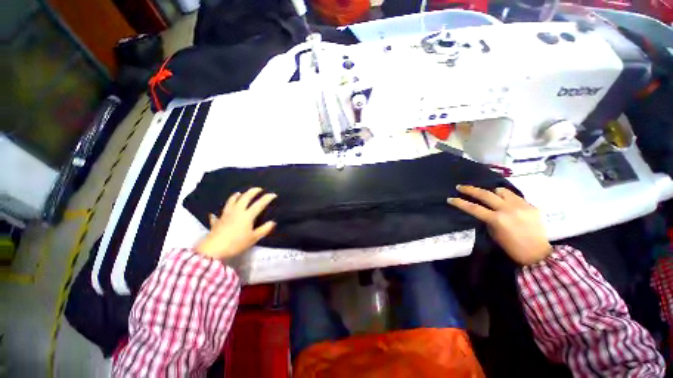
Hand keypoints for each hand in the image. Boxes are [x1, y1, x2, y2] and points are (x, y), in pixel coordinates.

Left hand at [195, 187, 276, 259]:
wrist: (214, 249)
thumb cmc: (236, 243)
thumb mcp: (254, 238)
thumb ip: (264, 229)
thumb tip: (273, 222)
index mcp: (247, 215)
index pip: (259, 204)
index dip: (267, 198)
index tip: (273, 194)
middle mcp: (237, 211)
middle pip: (245, 197)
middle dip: (253, 191)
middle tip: (259, 189)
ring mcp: (226, 214)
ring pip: (231, 201)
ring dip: (237, 196)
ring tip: (240, 193)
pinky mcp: (217, 220)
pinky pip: (219, 213)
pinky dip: (220, 212)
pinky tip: (216, 213)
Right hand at [448, 185, 551, 265]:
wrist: (538, 253)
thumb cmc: (511, 247)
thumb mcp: (494, 233)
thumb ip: (488, 220)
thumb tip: (483, 211)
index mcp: (497, 219)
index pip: (473, 208)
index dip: (459, 202)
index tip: (450, 199)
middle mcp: (508, 209)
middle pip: (485, 194)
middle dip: (470, 189)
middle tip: (460, 187)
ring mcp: (521, 205)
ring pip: (501, 191)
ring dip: (491, 191)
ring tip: (487, 194)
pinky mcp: (531, 205)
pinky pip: (514, 196)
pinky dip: (505, 196)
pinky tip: (504, 201)